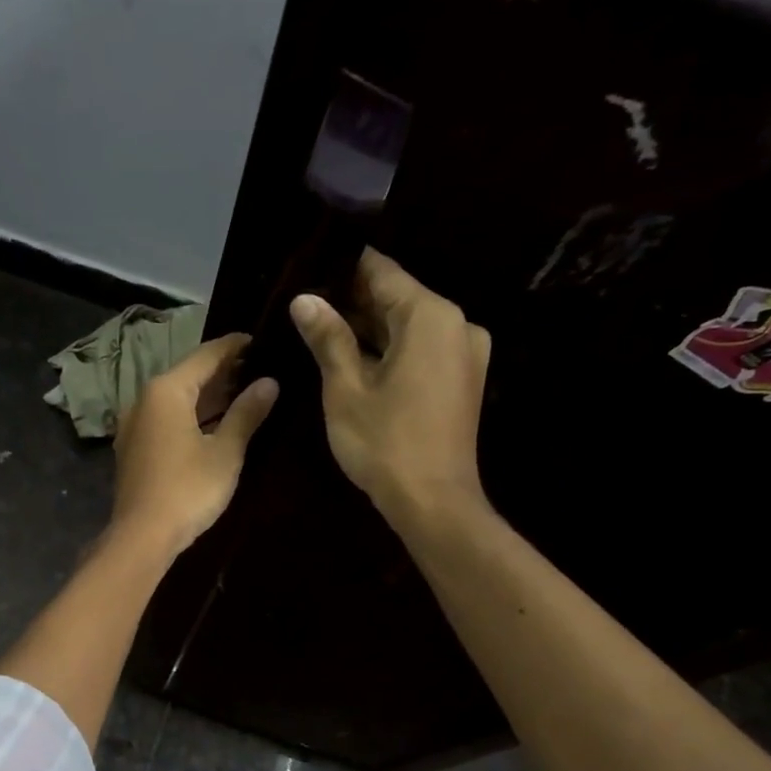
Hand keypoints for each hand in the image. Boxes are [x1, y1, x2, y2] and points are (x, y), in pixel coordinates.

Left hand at [111, 333, 278, 556]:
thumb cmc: (188, 490)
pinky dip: (192, 417)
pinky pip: (167, 421)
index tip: (263, 341)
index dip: (236, 347)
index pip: (206, 355)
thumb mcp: (225, 451)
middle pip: (189, 376)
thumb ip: (247, 413)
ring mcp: (135, 426)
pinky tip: (216, 425)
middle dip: (224, 373)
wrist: (142, 537)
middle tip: (261, 370)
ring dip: (208, 397)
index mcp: (166, 391)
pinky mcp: (134, 450)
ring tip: (246, 395)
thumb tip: (269, 382)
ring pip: (177, 400)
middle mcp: (144, 400)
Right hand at [289, 248, 492, 528]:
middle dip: (354, 301)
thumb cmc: (384, 443)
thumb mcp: (346, 388)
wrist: (433, 502)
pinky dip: (392, 350)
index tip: (309, 270)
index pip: (381, 272)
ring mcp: (465, 352)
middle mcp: (457, 324)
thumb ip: (328, 338)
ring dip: (371, 328)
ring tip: (323, 332)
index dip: (343, 268)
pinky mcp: (463, 379)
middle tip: (307, 307)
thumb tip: (305, 299)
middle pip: (398, 297)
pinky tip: (357, 360)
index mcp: (430, 316)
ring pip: (409, 325)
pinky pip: (422, 349)